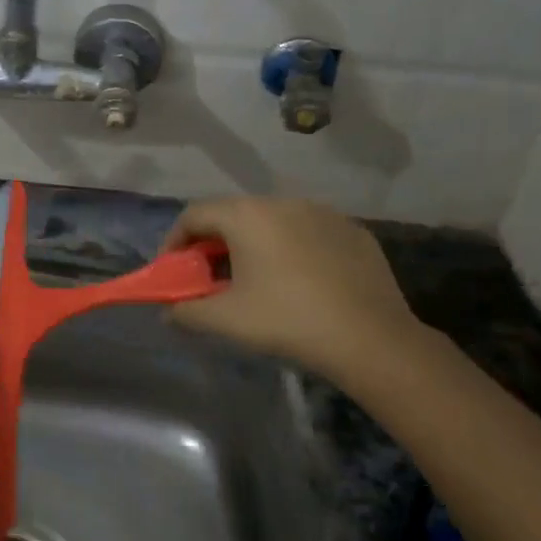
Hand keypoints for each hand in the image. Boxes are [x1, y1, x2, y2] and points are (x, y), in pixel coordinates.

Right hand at [162, 197, 422, 385]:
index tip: (172, 269)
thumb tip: (168, 312)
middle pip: (233, 214)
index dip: (174, 241)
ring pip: (272, 221)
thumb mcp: (225, 320)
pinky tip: (298, 281)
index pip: (194, 214)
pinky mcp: (352, 231)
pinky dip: (291, 249)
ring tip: (253, 278)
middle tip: (208, 276)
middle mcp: (282, 202)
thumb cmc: (287, 320)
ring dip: (252, 244)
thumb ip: (186, 311)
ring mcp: (322, 213)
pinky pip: (307, 232)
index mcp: (246, 215)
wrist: (371, 339)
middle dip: (212, 243)